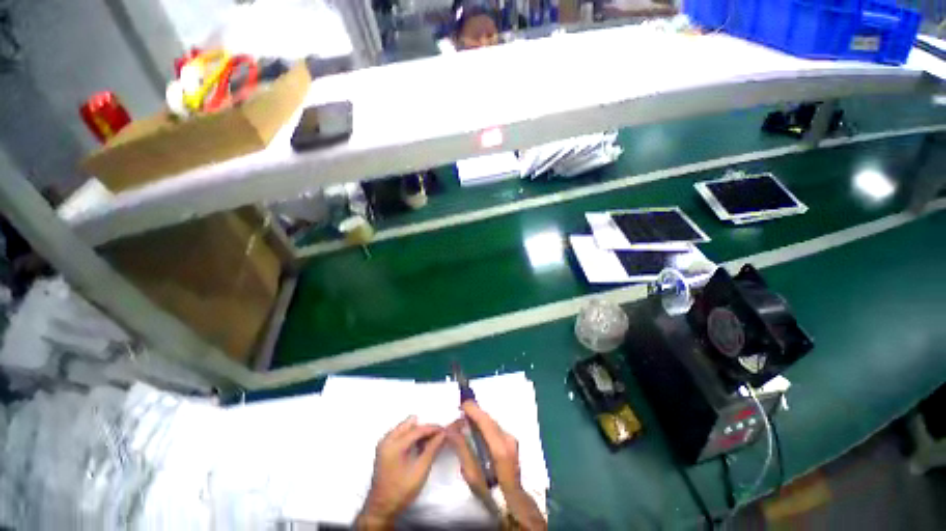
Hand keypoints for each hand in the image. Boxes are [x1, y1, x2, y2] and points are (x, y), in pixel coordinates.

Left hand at [356, 416, 445, 529]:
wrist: (382, 508)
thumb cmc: (402, 490)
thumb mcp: (421, 470)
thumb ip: (432, 449)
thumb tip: (443, 434)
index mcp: (394, 445)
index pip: (417, 429)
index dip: (432, 428)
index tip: (445, 430)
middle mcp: (387, 439)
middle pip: (410, 424)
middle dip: (424, 428)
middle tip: (436, 435)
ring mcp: (383, 443)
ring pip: (404, 427)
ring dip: (417, 431)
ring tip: (429, 441)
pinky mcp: (383, 448)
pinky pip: (399, 434)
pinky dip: (410, 436)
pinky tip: (418, 446)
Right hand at [446, 402, 546, 529]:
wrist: (513, 503)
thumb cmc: (492, 493)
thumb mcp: (473, 476)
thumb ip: (463, 450)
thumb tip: (452, 430)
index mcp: (500, 448)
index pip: (485, 421)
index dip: (473, 410)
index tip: (461, 404)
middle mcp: (508, 439)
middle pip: (489, 419)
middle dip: (475, 412)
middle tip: (460, 410)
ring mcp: (512, 439)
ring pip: (493, 422)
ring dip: (480, 418)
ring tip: (466, 417)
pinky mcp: (512, 441)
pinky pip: (496, 427)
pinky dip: (485, 424)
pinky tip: (477, 428)